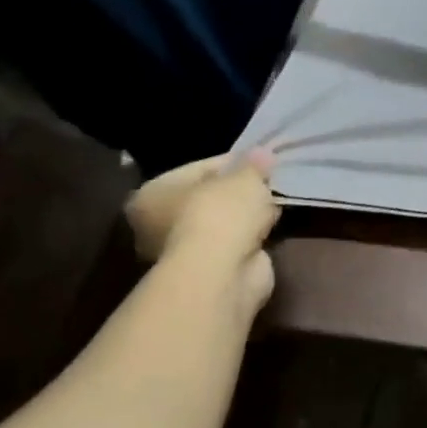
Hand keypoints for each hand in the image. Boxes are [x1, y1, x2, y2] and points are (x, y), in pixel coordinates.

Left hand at [125, 151, 278, 322]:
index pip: (201, 168)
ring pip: (222, 223)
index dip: (236, 162)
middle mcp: (156, 223)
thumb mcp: (244, 177)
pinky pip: (233, 243)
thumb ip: (254, 164)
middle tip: (270, 183)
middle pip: (209, 197)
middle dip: (240, 192)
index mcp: (152, 194)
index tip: (265, 162)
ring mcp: (181, 251)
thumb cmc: (220, 214)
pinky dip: (250, 237)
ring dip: (246, 216)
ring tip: (274, 205)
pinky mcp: (206, 271)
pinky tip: (270, 228)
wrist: (222, 273)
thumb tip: (262, 154)